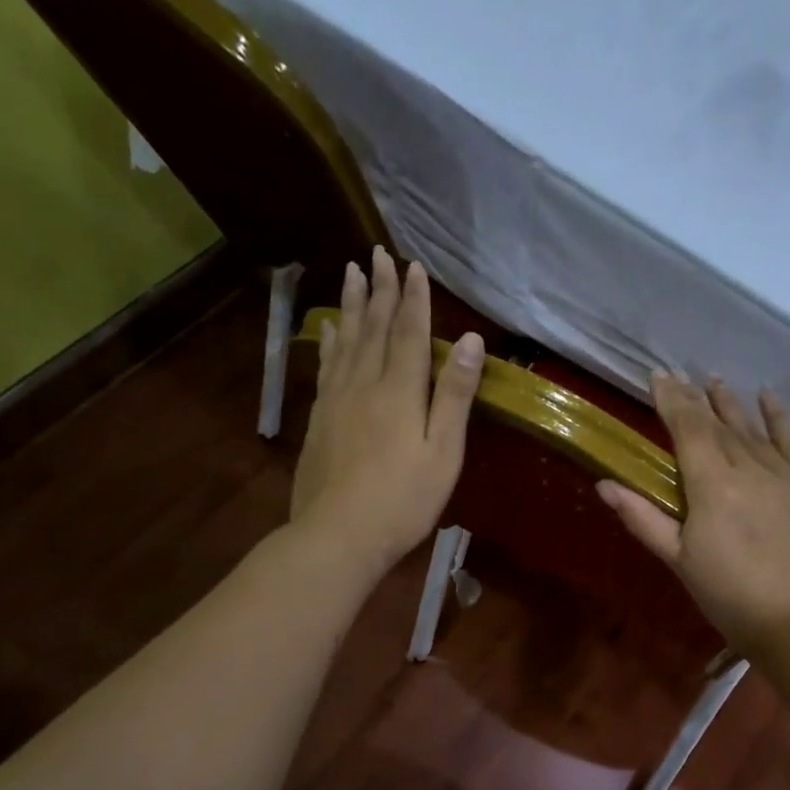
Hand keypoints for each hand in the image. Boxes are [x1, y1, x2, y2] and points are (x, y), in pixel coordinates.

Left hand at [289, 247, 485, 579]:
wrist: (338, 534)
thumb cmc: (403, 499)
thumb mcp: (443, 452)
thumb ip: (455, 395)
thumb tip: (470, 341)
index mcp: (401, 391)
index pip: (410, 333)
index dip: (414, 299)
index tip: (414, 266)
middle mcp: (365, 384)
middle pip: (375, 328)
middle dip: (381, 290)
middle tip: (379, 254)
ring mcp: (336, 400)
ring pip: (346, 341)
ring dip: (352, 305)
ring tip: (351, 273)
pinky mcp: (319, 419)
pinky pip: (327, 366)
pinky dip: (330, 341)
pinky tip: (329, 330)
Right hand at [599, 375, 789, 653]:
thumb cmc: (731, 598)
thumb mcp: (679, 561)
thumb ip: (643, 519)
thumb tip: (605, 484)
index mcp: (712, 486)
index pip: (688, 429)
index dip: (672, 401)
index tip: (659, 376)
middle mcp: (749, 468)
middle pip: (718, 424)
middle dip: (696, 399)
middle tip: (681, 376)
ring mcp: (786, 474)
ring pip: (752, 430)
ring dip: (732, 403)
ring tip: (716, 380)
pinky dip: (779, 418)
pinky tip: (769, 398)